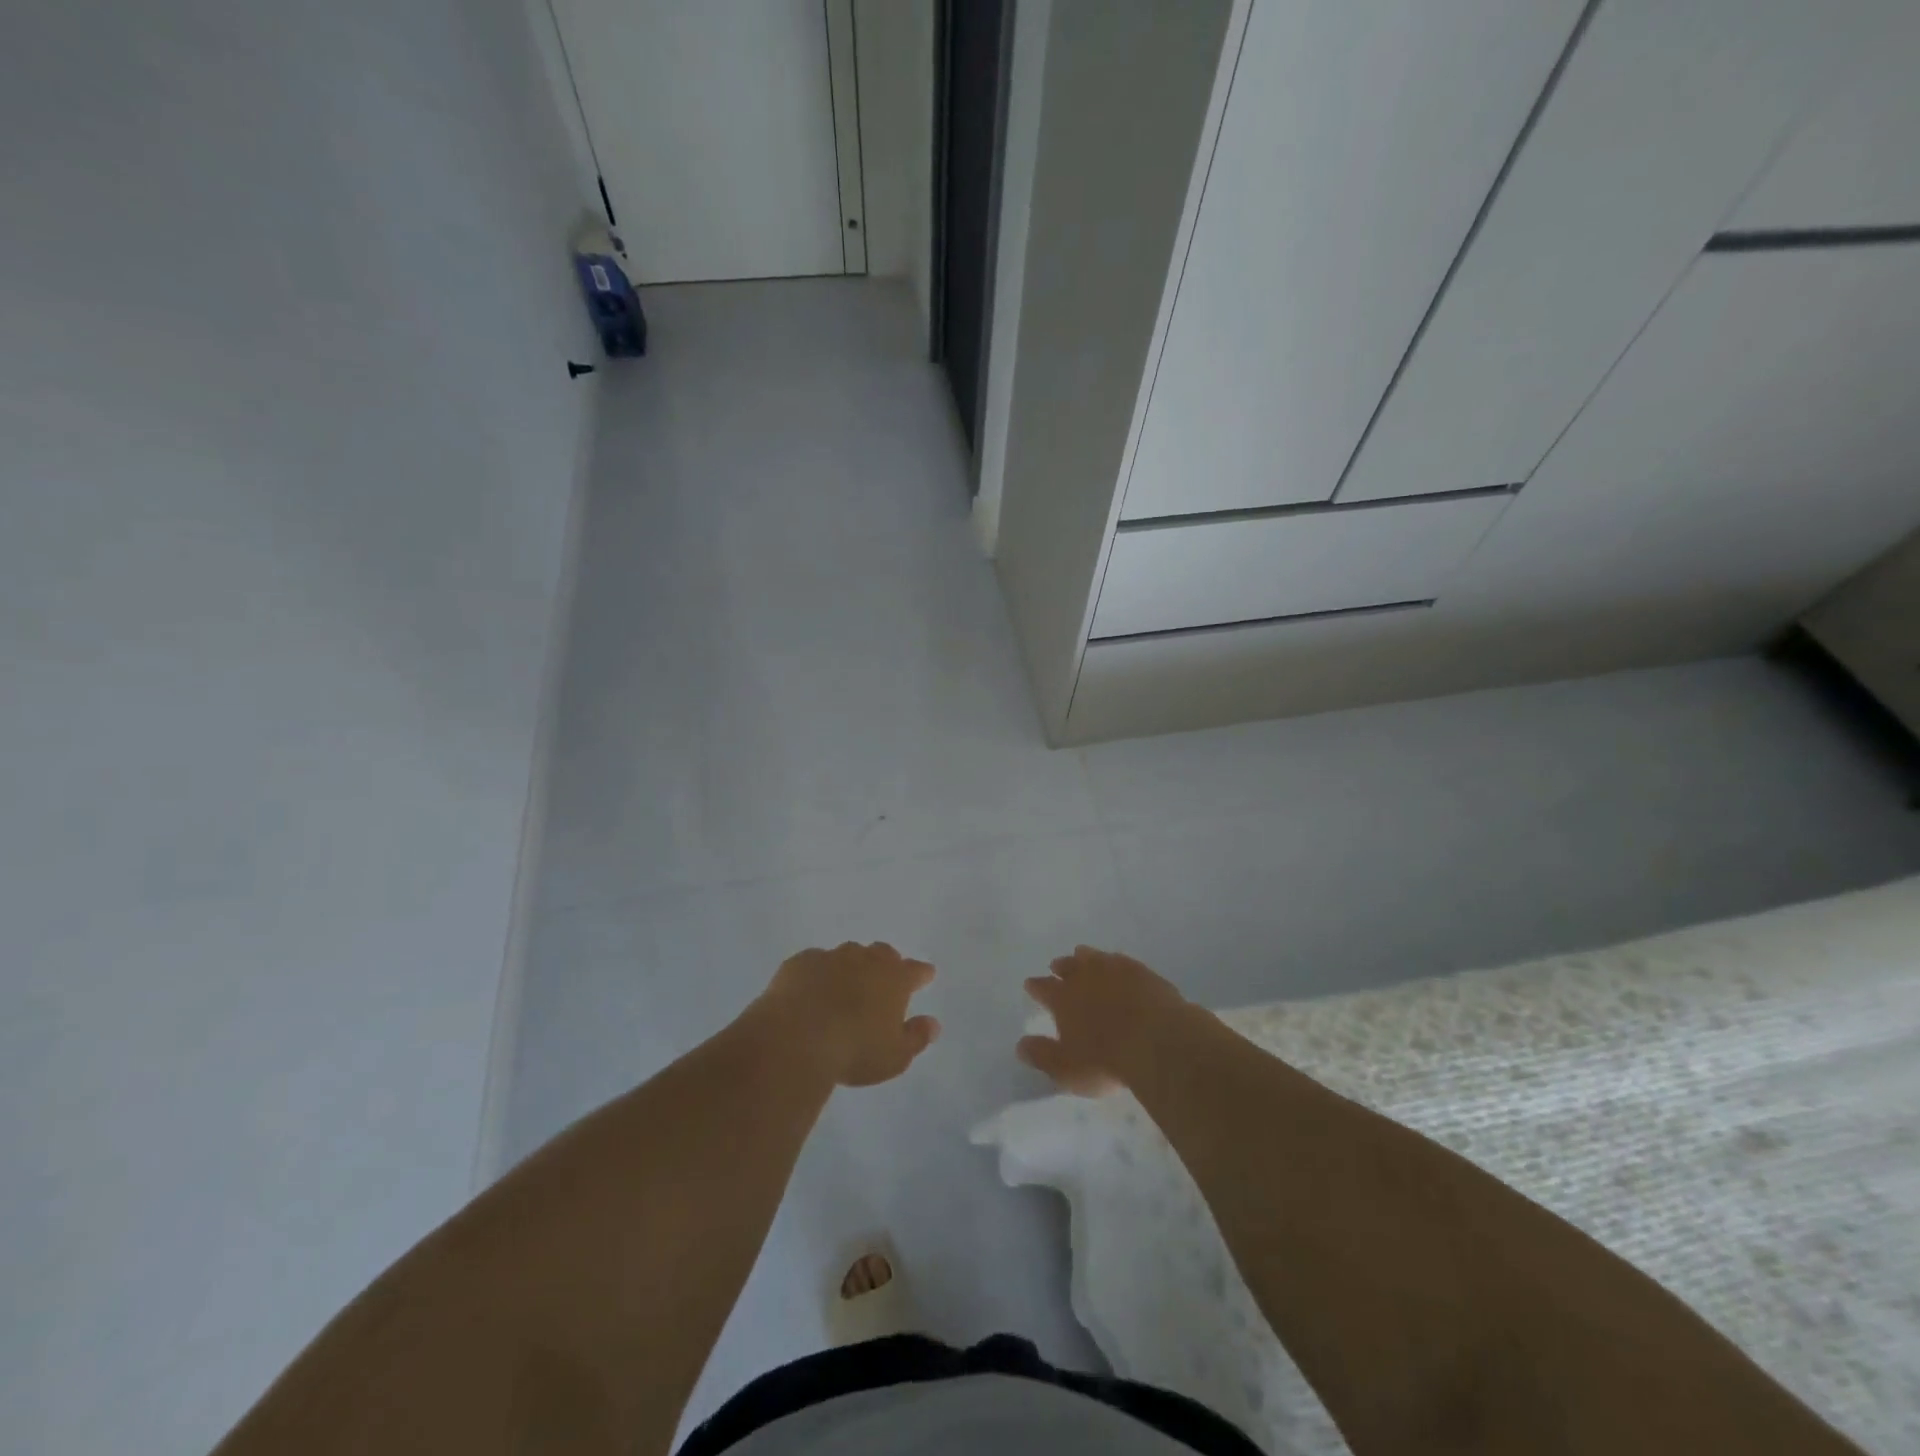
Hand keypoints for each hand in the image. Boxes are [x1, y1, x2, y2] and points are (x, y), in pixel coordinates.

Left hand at [752, 942, 940, 1087]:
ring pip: (848, 954)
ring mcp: (831, 957)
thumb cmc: (854, 1050)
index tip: (926, 975)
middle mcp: (865, 960)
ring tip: (845, 985)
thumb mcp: (895, 1057)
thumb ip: (916, 1037)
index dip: (921, 973)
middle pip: (882, 953)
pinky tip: (811, 989)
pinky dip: (818, 973)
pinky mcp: (800, 962)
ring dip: (851, 966)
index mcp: (894, 979)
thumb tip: (933, 1024)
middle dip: (886, 964)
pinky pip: (814, 962)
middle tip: (884, 980)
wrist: (796, 1037)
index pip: (915, 970)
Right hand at [1018, 946, 1193, 1095]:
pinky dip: (1115, 961)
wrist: (1158, 1042)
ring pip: (1094, 957)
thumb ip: (1042, 1055)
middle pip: (1068, 966)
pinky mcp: (1142, 972)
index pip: (1043, 988)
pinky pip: (1122, 961)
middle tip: (1056, 966)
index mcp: (1063, 998)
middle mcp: (1085, 977)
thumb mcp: (1066, 1069)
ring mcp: (1115, 970)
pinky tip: (1118, 964)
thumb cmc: (1106, 1061)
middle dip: (1060, 967)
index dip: (1036, 987)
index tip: (1030, 984)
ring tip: (1083, 955)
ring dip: (1086, 957)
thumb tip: (1020, 1045)